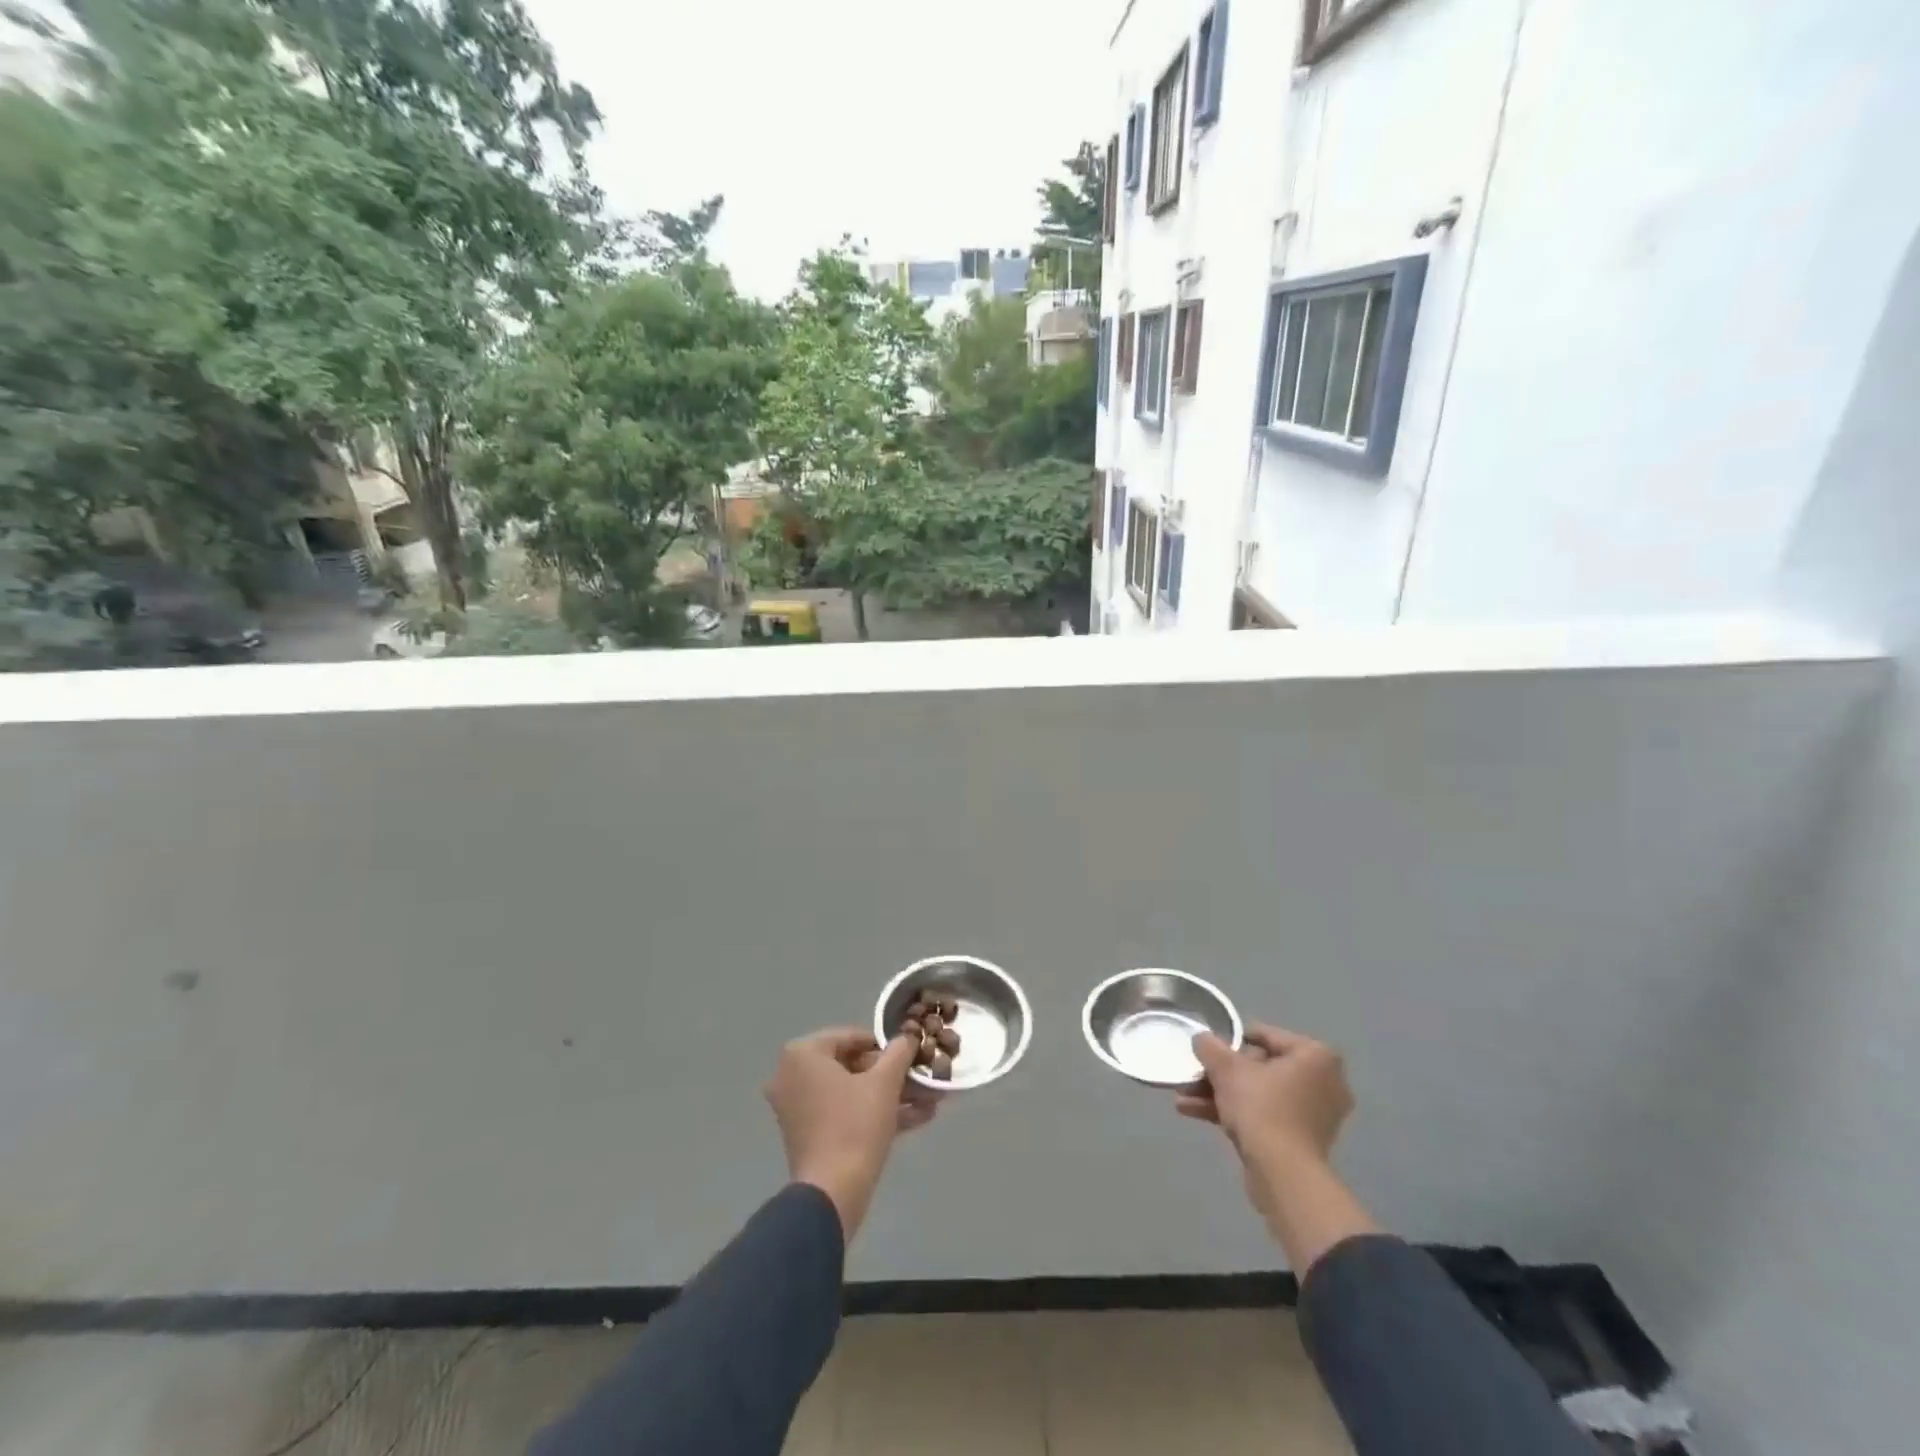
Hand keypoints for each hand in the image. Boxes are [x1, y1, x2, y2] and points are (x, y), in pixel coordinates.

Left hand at [764, 1027, 935, 1240]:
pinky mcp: (807, 1135)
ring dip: (888, 1096)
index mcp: (802, 1054)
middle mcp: (792, 1076)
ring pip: (850, 1092)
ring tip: (926, 1100)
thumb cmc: (855, 1126)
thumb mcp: (885, 1082)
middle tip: (919, 1079)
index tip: (909, 1055)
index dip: (885, 1045)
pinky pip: (843, 1113)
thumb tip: (908, 1037)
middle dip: (890, 1075)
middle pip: (850, 1065)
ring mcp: (797, 1107)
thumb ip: (898, 1052)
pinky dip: (873, 1114)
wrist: (832, 1194)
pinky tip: (915, 1119)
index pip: (851, 1037)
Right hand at [1178, 1024, 1372, 1269]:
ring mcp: (1314, 1114)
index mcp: (1315, 1056)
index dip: (1231, 1039)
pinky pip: (1265, 1115)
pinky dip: (1234, 1113)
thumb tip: (1201, 1038)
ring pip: (1258, 1093)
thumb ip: (1210, 1047)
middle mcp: (1323, 1081)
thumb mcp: (1226, 1068)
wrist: (1283, 1175)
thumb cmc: (1262, 1108)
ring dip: (1220, 1094)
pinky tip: (1193, 1112)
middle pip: (1260, 1067)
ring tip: (1184, 1097)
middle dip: (1221, 1074)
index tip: (1207, 1048)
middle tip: (1193, 1075)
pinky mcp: (1302, 1141)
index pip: (1265, 1035)